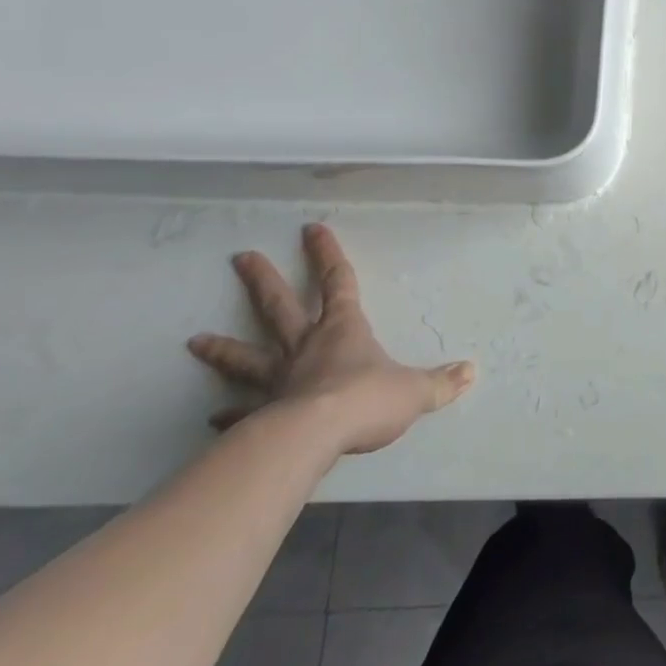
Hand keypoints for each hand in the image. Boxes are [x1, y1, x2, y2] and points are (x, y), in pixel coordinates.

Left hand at [188, 223, 474, 455]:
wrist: (314, 438)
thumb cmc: (367, 400)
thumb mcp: (415, 390)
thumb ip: (441, 382)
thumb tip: (471, 371)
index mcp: (344, 328)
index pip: (338, 280)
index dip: (326, 253)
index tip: (310, 228)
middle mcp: (306, 346)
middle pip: (279, 305)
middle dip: (263, 279)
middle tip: (240, 257)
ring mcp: (278, 380)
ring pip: (246, 356)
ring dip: (223, 347)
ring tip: (195, 340)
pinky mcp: (260, 414)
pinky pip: (242, 410)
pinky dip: (227, 414)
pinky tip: (212, 417)